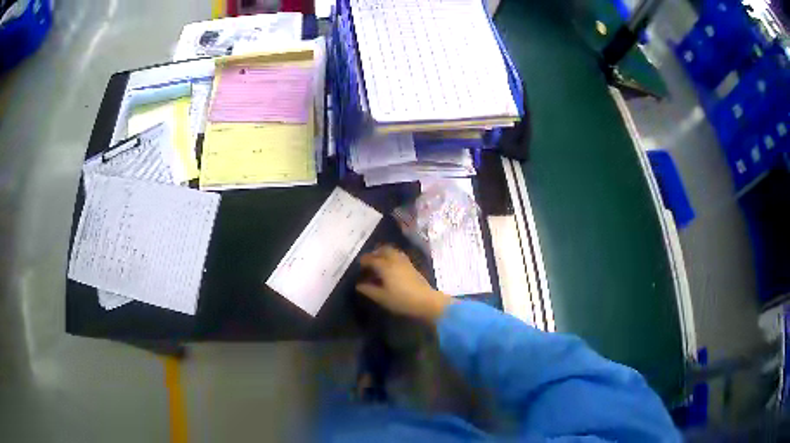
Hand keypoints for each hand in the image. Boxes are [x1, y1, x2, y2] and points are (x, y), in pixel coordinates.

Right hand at [356, 245, 450, 322]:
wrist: (426, 301)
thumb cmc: (401, 300)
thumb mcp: (382, 297)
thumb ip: (369, 290)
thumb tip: (359, 285)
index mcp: (385, 266)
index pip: (371, 259)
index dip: (363, 261)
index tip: (359, 266)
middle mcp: (394, 260)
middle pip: (383, 250)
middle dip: (374, 253)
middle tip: (369, 262)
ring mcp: (405, 262)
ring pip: (392, 251)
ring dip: (384, 253)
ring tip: (379, 263)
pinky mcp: (412, 266)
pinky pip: (399, 255)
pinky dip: (392, 257)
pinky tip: (391, 267)